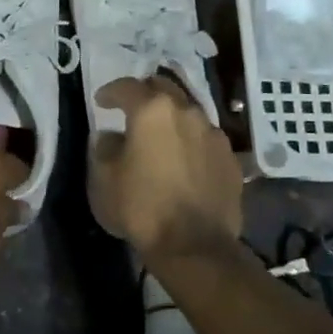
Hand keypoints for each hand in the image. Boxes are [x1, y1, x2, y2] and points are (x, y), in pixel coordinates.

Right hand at [91, 76, 243, 262]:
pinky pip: (206, 139)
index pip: (127, 87)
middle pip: (164, 87)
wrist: (195, 246)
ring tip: (161, 136)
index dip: (111, 92)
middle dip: (146, 93)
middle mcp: (186, 112)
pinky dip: (192, 142)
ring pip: (188, 112)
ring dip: (172, 117)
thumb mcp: (104, 180)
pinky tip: (185, 160)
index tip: (102, 102)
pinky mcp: (230, 158)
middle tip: (133, 108)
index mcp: (152, 111)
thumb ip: (104, 149)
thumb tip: (110, 137)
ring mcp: (213, 134)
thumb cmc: (141, 208)